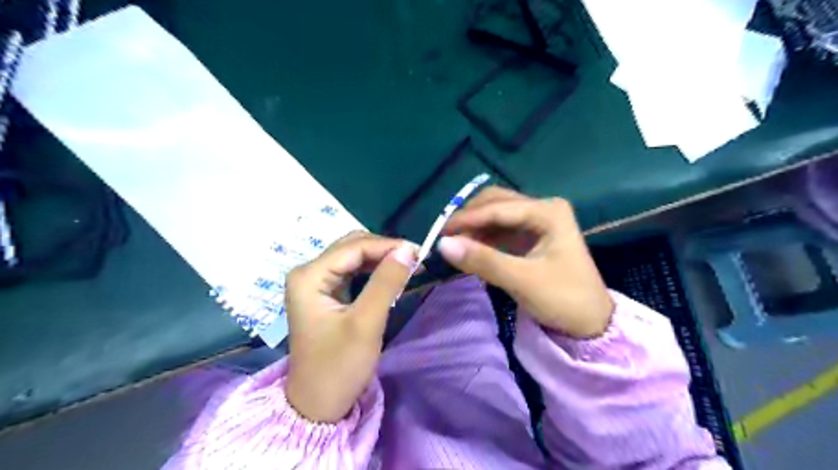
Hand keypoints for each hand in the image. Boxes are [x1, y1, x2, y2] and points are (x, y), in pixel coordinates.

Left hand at [285, 232, 415, 421]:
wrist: (318, 405)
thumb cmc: (339, 366)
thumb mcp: (366, 323)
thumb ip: (386, 283)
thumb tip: (407, 251)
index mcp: (309, 276)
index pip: (354, 247)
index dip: (387, 245)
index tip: (419, 252)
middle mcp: (308, 273)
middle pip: (351, 247)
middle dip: (384, 250)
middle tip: (415, 260)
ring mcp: (314, 283)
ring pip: (353, 257)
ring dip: (381, 259)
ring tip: (408, 266)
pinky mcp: (324, 294)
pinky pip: (352, 272)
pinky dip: (373, 271)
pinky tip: (391, 276)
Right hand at [440, 186, 613, 337]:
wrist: (590, 324)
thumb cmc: (564, 299)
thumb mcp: (522, 280)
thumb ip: (483, 260)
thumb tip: (442, 244)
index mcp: (548, 211)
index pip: (498, 208)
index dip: (467, 219)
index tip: (439, 233)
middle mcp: (543, 208)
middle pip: (496, 202)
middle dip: (470, 218)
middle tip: (446, 238)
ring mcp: (538, 221)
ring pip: (496, 214)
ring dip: (474, 227)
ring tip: (454, 245)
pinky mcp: (532, 236)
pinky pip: (500, 229)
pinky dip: (483, 237)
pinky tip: (470, 248)